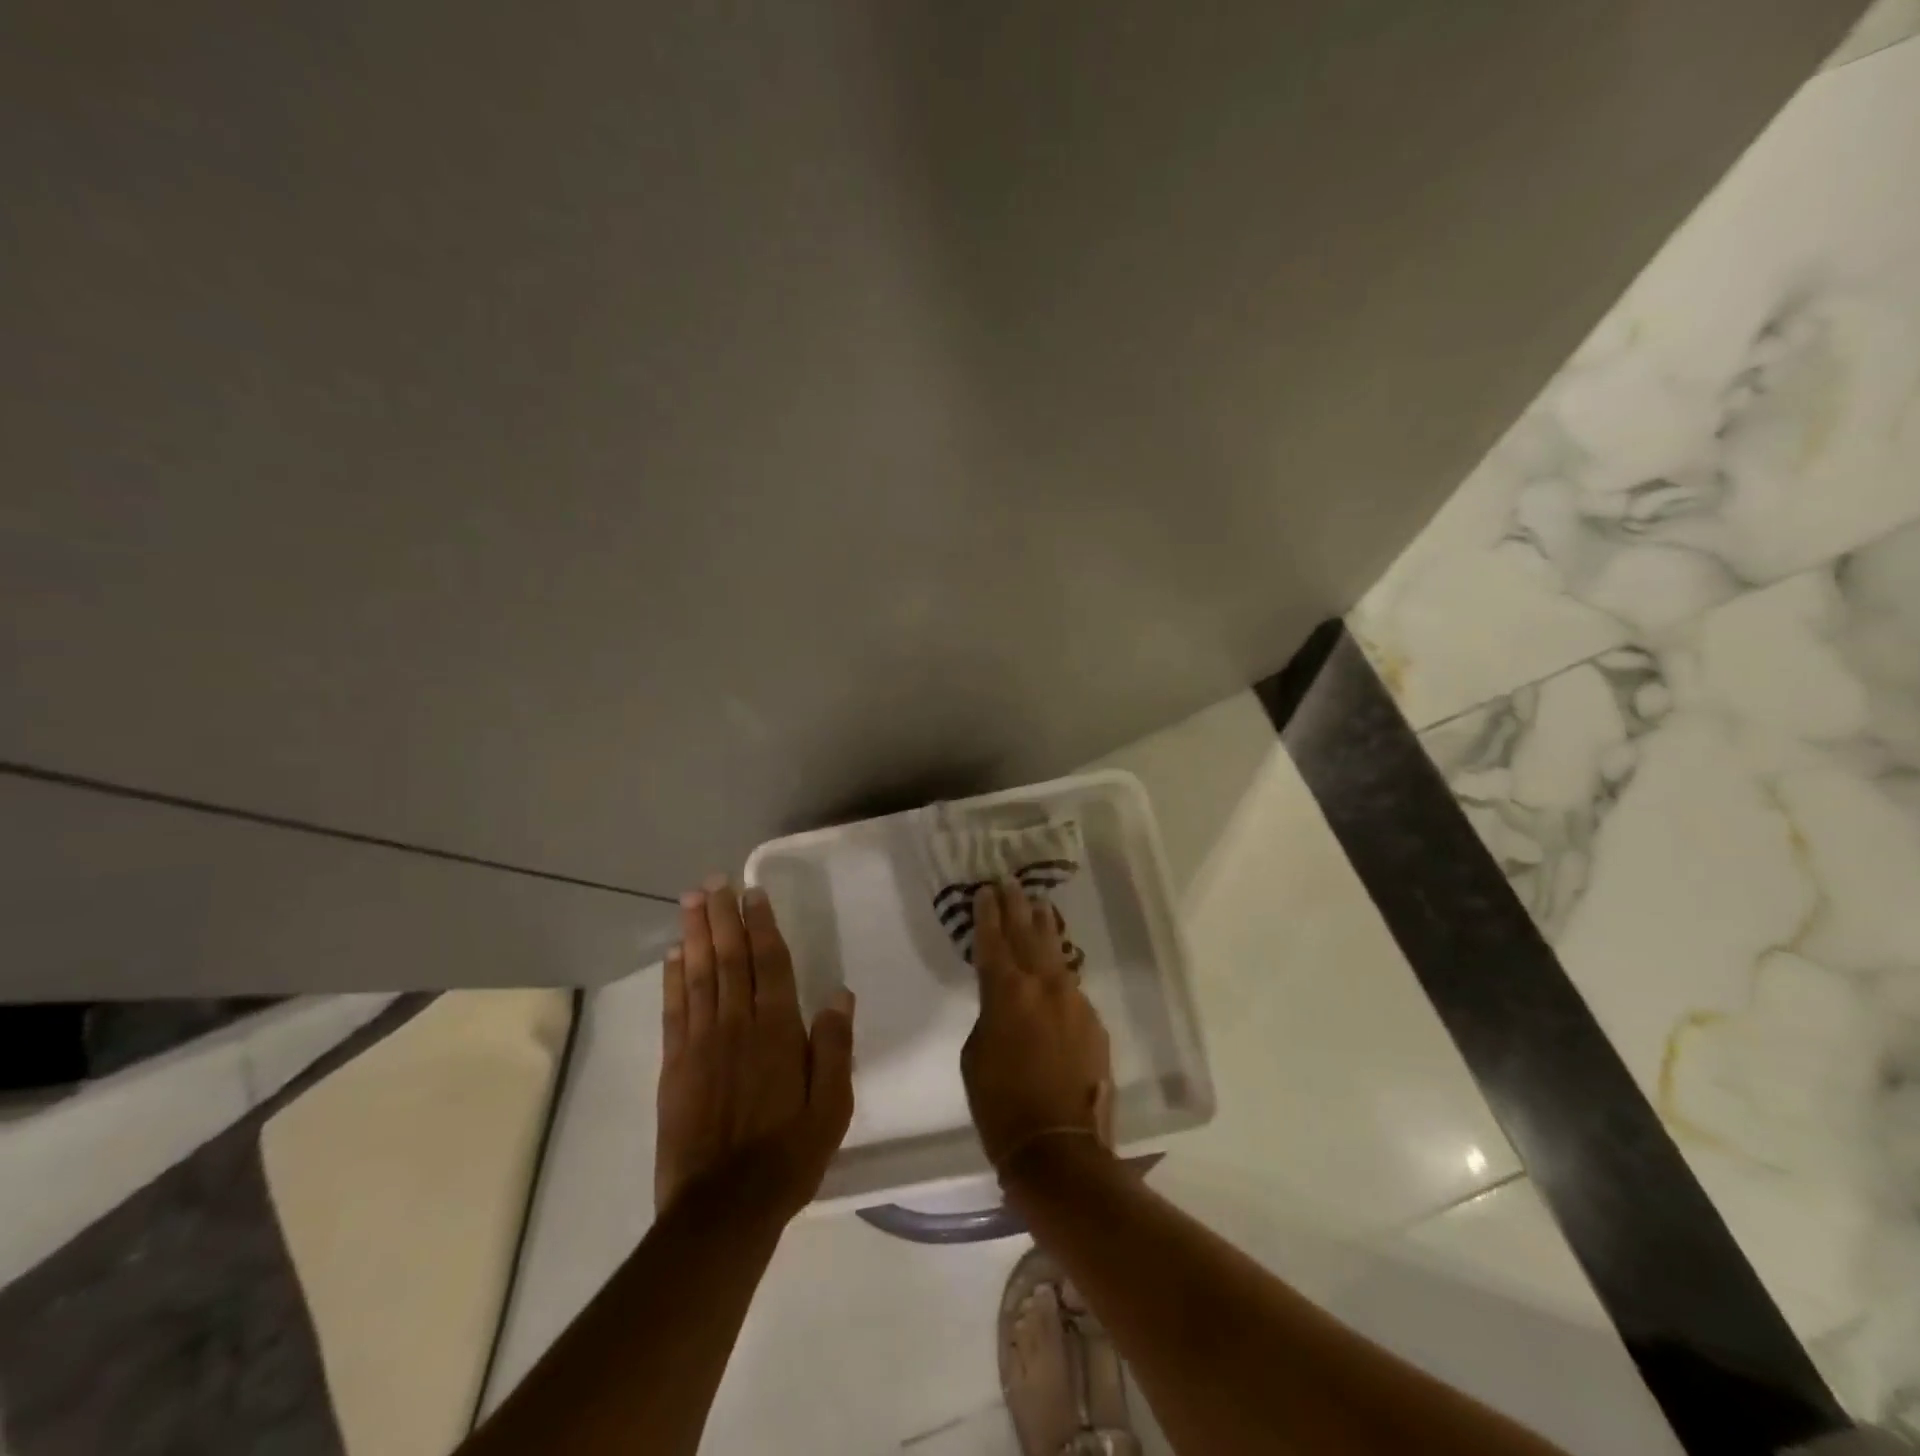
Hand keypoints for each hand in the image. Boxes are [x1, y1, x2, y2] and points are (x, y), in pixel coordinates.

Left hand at [655, 877, 855, 1221]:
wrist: (722, 1209)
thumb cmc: (787, 1155)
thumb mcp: (832, 1106)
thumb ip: (834, 1046)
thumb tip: (840, 994)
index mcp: (778, 1031)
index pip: (769, 963)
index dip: (761, 925)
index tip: (752, 893)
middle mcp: (737, 1025)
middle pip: (729, 959)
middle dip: (721, 916)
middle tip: (713, 881)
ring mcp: (701, 1043)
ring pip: (698, 975)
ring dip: (695, 934)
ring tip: (690, 900)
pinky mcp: (674, 1065)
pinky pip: (673, 1010)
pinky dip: (672, 978)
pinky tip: (672, 955)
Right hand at [961, 877, 1113, 1172]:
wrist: (1059, 1149)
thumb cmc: (1001, 1106)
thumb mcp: (975, 1055)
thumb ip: (989, 1015)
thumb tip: (1004, 1003)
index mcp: (1006, 992)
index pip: (993, 940)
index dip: (987, 914)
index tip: (985, 891)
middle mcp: (1043, 986)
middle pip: (1028, 934)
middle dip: (1017, 907)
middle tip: (1010, 883)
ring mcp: (1074, 1001)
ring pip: (1056, 954)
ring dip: (1044, 929)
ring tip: (1039, 906)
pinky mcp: (1094, 1022)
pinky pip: (1071, 987)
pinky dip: (1059, 972)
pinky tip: (1056, 966)